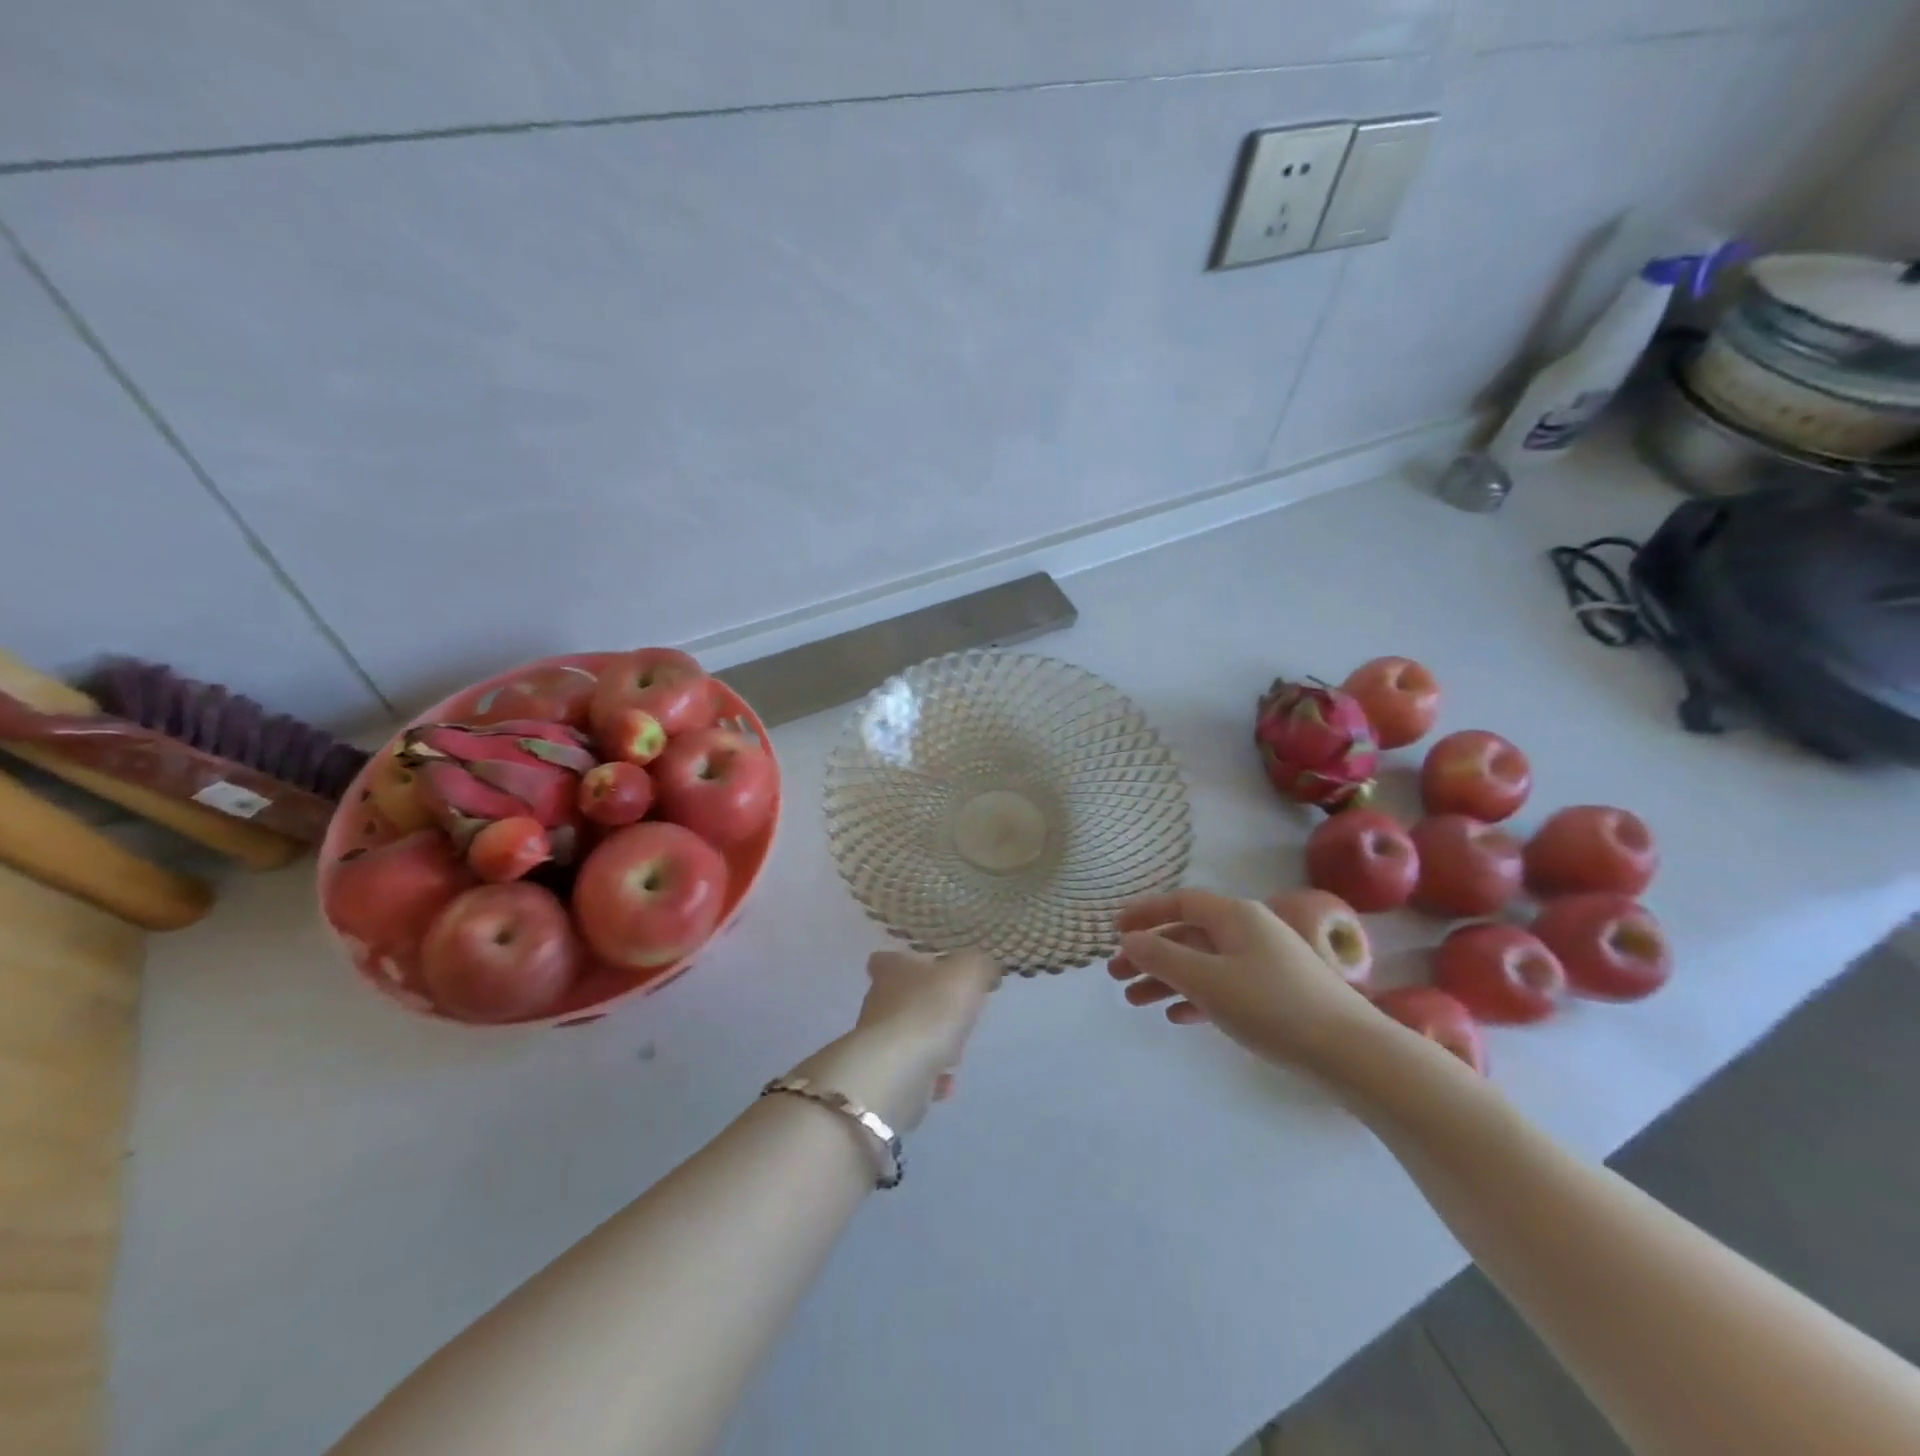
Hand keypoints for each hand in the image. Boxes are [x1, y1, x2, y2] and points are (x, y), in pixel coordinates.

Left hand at [792, 950, 1001, 1131]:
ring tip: (956, 1053)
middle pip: (902, 998)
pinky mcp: (882, 1076)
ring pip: (909, 1035)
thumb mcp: (968, 973)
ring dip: (932, 1044)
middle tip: (957, 1014)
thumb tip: (984, 969)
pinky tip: (946, 1083)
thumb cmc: (931, 1009)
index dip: (908, 962)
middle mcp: (878, 1001)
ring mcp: (877, 1041)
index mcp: (892, 969)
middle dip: (929, 1007)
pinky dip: (929, 1077)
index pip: (888, 958)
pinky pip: (911, 1071)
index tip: (932, 971)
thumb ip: (979, 965)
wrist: (896, 1073)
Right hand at [1107, 889, 1374, 1074]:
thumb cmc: (1271, 1006)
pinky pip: (1224, 985)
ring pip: (1203, 963)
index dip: (1145, 913)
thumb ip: (1162, 957)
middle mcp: (1249, 930)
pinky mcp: (1276, 993)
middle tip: (1115, 975)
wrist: (1351, 1052)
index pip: (1180, 904)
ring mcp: (1265, 962)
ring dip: (1168, 979)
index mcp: (1234, 916)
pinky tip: (1177, 1016)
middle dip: (1149, 954)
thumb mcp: (1207, 980)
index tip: (1114, 930)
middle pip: (1188, 935)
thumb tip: (1129, 939)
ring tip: (1134, 1001)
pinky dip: (1197, 996)